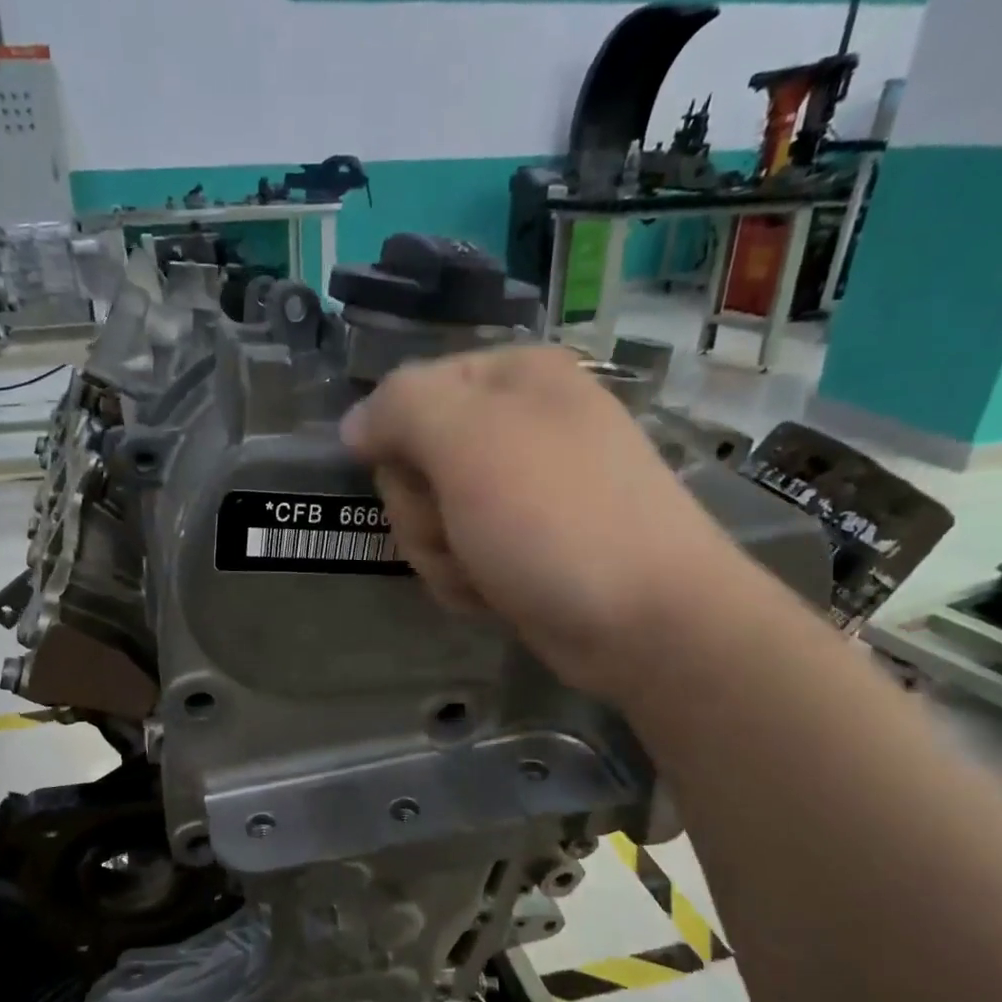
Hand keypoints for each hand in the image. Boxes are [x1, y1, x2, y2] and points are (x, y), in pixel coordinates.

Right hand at [341, 345, 729, 693]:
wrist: (646, 622)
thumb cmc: (556, 517)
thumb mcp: (468, 440)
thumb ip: (399, 409)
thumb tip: (355, 423)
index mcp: (513, 379)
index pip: (407, 393)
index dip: (399, 440)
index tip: (419, 474)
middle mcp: (516, 428)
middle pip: (412, 462)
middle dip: (423, 509)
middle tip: (461, 526)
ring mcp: (520, 495)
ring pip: (427, 518)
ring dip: (442, 553)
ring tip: (487, 568)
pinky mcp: (519, 549)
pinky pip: (455, 557)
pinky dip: (465, 581)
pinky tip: (498, 594)